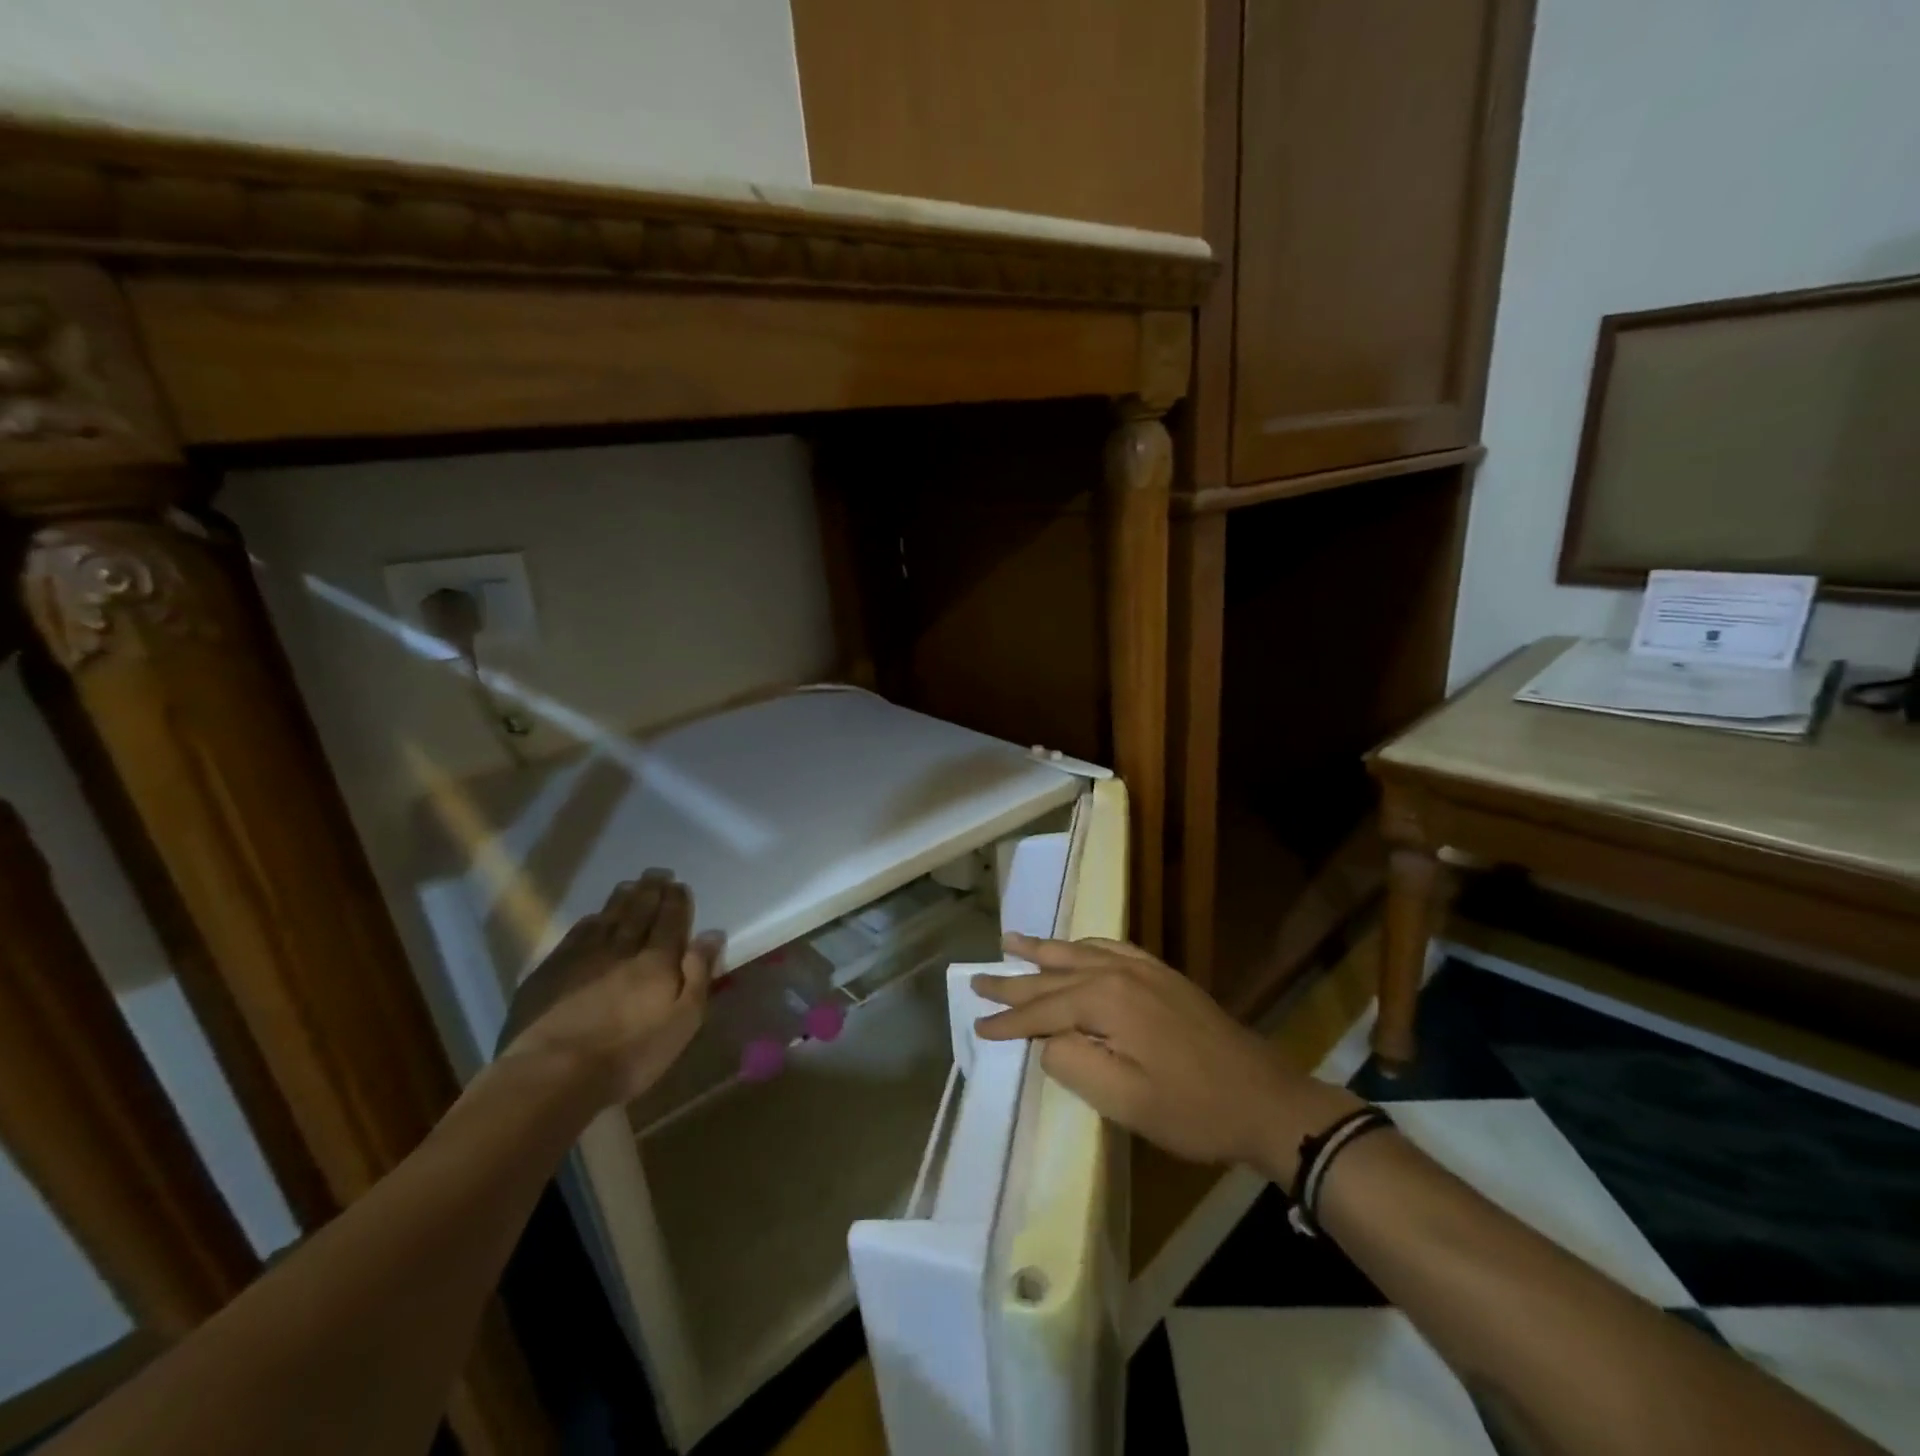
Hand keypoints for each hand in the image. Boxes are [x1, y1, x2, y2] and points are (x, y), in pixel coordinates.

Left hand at [499, 870, 720, 1107]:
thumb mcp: (682, 1022)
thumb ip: (698, 974)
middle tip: (657, 873)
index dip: (676, 901)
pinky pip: (575, 936)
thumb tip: (711, 934)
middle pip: (638, 913)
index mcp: (656, 961)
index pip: (670, 921)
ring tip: (630, 885)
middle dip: (650, 891)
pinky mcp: (549, 973)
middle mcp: (621, 949)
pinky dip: (588, 922)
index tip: (679, 885)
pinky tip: (592, 918)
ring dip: (621, 900)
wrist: (552, 1075)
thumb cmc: (629, 1055)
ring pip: (606, 919)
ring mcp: (581, 958)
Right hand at [973, 935, 1360, 1180]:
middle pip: (1055, 973)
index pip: (1043, 1009)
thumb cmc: (1191, 1108)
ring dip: (1043, 951)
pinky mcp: (1163, 976)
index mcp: (1106, 1000)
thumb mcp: (1123, 1099)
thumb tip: (1048, 1040)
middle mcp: (1120, 973)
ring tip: (1011, 940)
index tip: (978, 1026)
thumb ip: (1072, 1063)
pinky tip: (1076, 947)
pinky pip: (1110, 948)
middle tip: (978, 977)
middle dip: (1015, 979)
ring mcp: (1144, 969)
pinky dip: (1083, 946)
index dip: (1009, 1021)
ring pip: (1079, 953)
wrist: (1264, 1099)